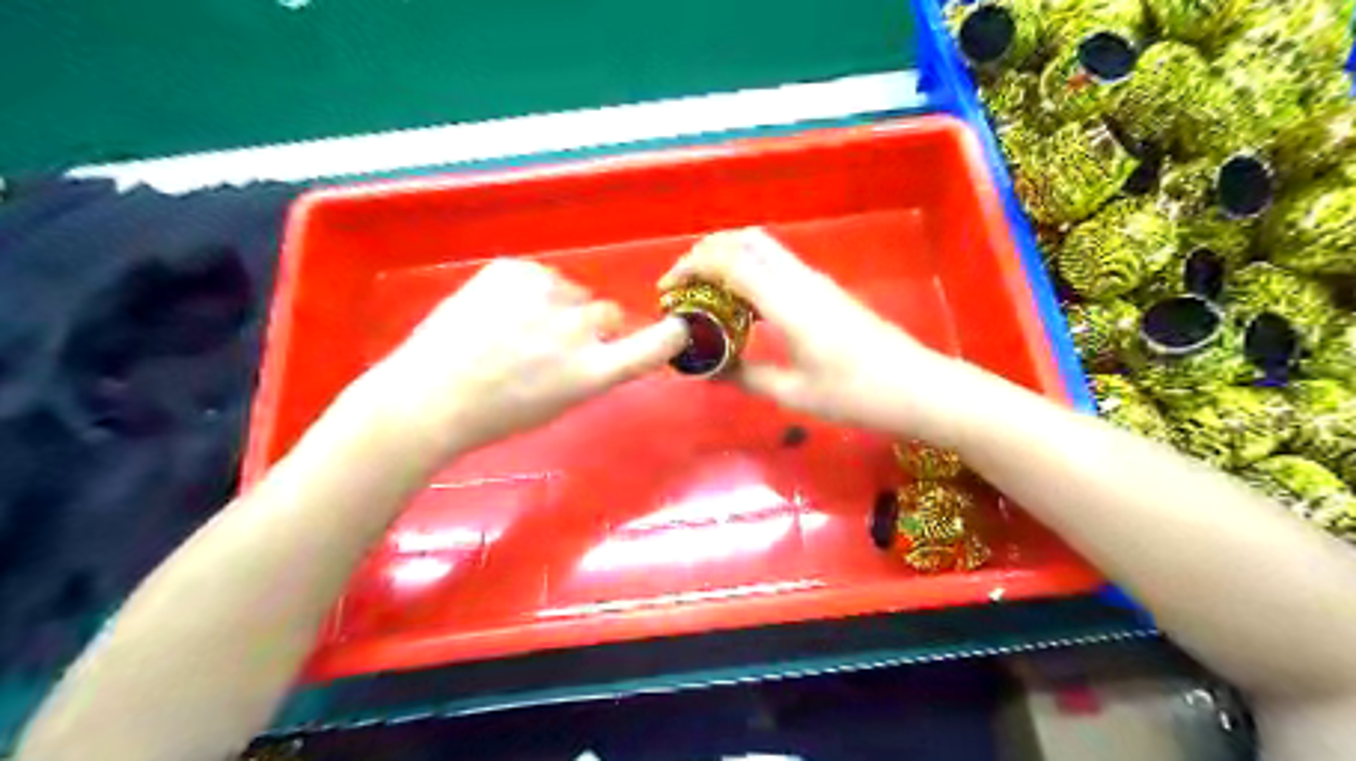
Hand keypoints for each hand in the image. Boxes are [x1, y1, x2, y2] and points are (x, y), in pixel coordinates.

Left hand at [365, 257, 684, 457]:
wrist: (428, 397)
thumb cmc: (495, 415)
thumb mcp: (559, 404)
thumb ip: (592, 370)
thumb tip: (602, 343)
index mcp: (591, 372)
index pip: (653, 345)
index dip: (670, 335)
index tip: (678, 328)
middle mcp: (577, 330)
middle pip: (608, 312)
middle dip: (590, 325)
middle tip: (550, 344)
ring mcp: (544, 295)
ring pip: (571, 292)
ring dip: (556, 305)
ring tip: (513, 330)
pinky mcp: (514, 270)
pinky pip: (537, 276)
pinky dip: (525, 291)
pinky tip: (495, 313)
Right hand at [658, 230, 976, 448]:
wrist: (919, 388)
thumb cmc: (856, 395)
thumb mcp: (793, 393)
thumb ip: (745, 376)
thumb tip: (708, 371)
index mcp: (786, 301)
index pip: (728, 262)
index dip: (691, 268)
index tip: (666, 291)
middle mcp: (799, 279)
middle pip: (744, 241)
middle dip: (705, 254)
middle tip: (682, 286)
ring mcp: (815, 281)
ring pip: (761, 248)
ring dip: (727, 259)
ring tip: (704, 293)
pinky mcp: (825, 290)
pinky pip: (776, 265)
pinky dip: (748, 271)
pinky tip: (741, 304)